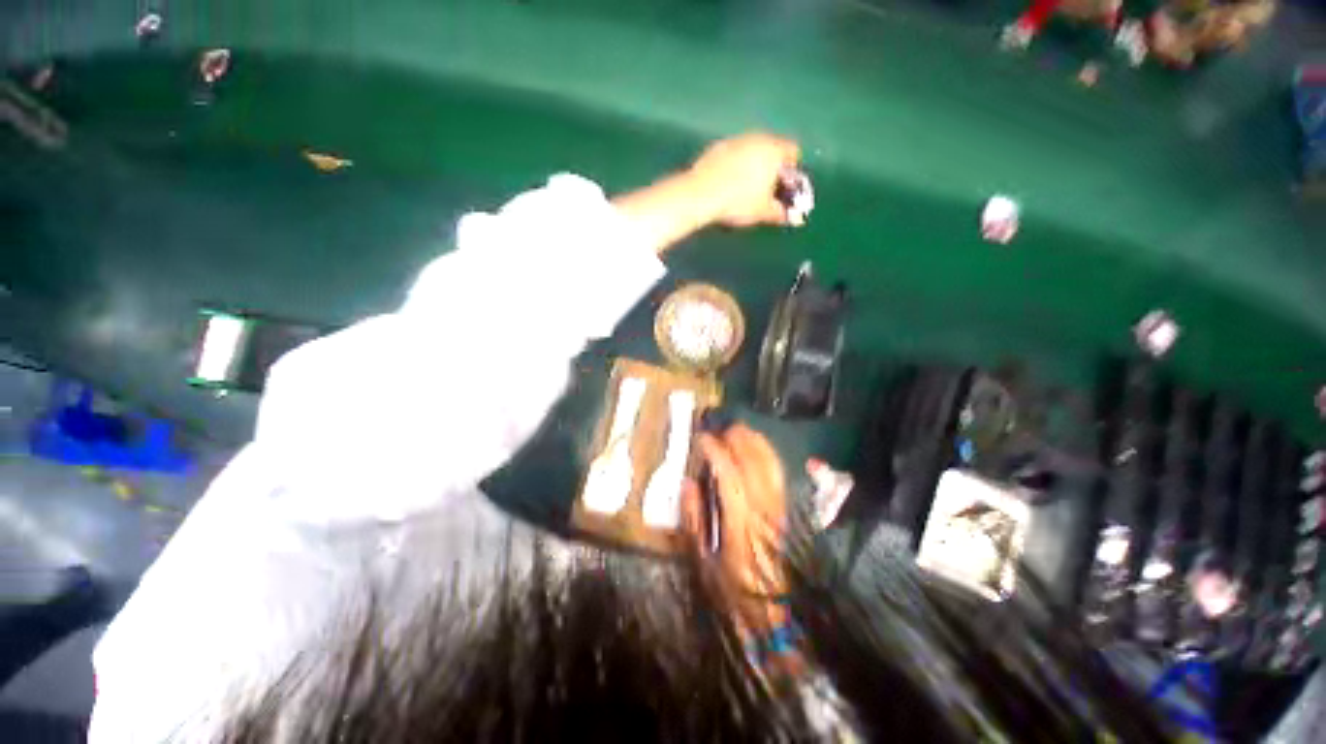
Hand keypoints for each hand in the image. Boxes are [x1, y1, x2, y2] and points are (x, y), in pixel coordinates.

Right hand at [681, 424, 789, 613]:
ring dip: (754, 442)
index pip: (730, 476)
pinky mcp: (784, 509)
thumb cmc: (731, 590)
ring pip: (770, 464)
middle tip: (718, 428)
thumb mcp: (702, 560)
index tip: (702, 438)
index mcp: (740, 524)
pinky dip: (767, 454)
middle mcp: (763, 510)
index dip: (716, 452)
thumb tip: (688, 483)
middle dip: (736, 439)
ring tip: (737, 430)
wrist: (770, 612)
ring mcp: (777, 508)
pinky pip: (778, 473)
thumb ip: (693, 519)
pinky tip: (757, 447)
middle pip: (754, 463)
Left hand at [687, 133, 801, 227]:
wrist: (701, 194)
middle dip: (771, 166)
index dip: (792, 170)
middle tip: (766, 189)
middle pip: (771, 148)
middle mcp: (756, 137)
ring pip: (751, 149)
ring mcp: (734, 140)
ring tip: (745, 189)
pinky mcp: (716, 147)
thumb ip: (782, 213)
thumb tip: (795, 218)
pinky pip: (732, 154)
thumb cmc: (738, 202)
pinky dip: (733, 165)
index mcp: (774, 149)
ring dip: (752, 164)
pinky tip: (726, 185)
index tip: (785, 187)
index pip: (793, 151)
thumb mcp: (763, 212)